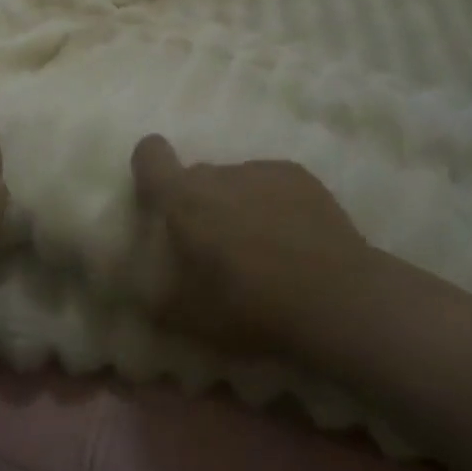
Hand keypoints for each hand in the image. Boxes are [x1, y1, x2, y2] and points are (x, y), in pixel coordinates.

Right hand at [132, 134, 366, 354]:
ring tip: (263, 249)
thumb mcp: (187, 316)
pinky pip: (271, 183)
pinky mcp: (299, 175)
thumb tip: (135, 283)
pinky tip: (294, 240)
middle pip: (196, 176)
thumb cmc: (251, 306)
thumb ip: (152, 294)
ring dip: (238, 205)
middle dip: (199, 204)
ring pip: (235, 181)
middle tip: (216, 249)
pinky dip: (273, 203)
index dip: (149, 169)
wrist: (336, 299)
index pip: (150, 154)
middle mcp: (218, 173)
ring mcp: (261, 169)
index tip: (160, 197)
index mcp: (182, 198)